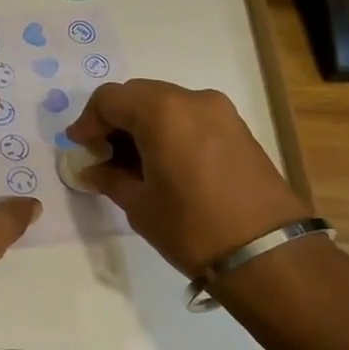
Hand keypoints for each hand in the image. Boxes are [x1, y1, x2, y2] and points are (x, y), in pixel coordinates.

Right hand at [66, 80, 311, 278]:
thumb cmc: (192, 227)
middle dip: (114, 120)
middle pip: (137, 95)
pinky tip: (161, 162)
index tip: (80, 148)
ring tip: (131, 162)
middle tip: (102, 154)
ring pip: (165, 103)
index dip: (87, 122)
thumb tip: (92, 170)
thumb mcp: (139, 205)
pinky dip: (168, 130)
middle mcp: (192, 99)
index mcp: (162, 112)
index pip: (108, 99)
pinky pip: (190, 116)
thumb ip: (110, 178)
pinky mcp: (237, 128)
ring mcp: (220, 111)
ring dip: (141, 124)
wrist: (268, 254)